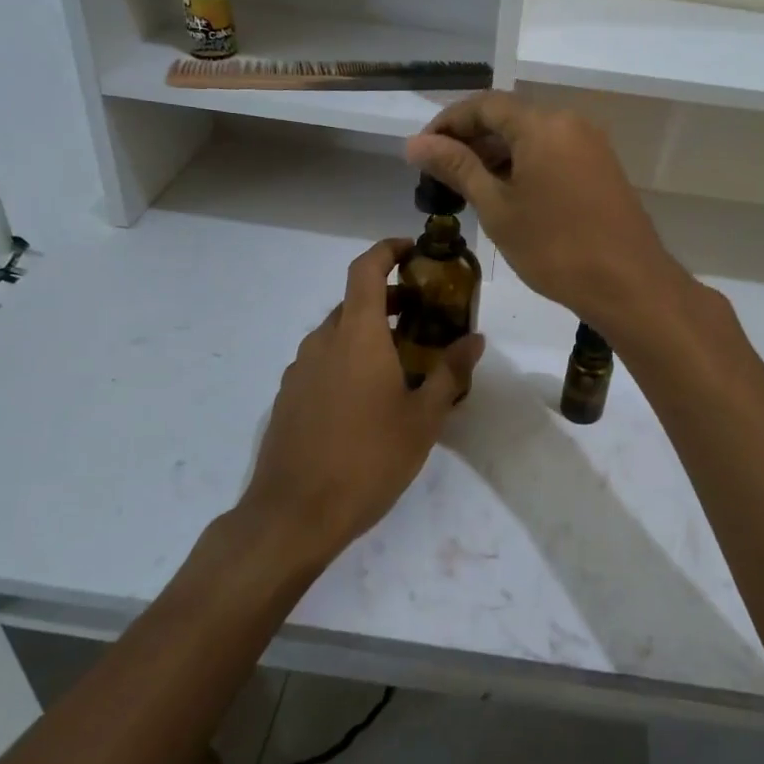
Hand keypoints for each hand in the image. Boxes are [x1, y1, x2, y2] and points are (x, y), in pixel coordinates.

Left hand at [237, 238, 484, 566]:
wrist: (294, 514)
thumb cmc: (368, 459)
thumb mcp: (423, 419)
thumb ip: (450, 373)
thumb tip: (475, 339)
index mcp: (357, 336)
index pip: (366, 269)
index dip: (388, 250)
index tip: (413, 249)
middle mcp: (323, 341)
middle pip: (354, 301)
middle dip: (388, 298)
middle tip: (423, 315)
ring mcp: (300, 369)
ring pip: (337, 333)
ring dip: (368, 331)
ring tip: (401, 360)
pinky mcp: (288, 396)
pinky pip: (323, 361)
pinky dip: (347, 358)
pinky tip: (367, 396)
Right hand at [405, 93, 688, 334]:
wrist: (628, 284)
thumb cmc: (555, 247)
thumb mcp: (497, 208)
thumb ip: (457, 168)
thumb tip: (415, 144)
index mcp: (542, 124)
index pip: (483, 105)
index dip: (446, 123)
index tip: (421, 153)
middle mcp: (570, 122)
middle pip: (509, 118)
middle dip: (470, 140)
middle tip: (439, 175)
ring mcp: (590, 145)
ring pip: (531, 137)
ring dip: (496, 155)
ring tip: (467, 188)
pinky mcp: (601, 168)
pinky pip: (553, 153)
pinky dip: (524, 166)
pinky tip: (505, 195)